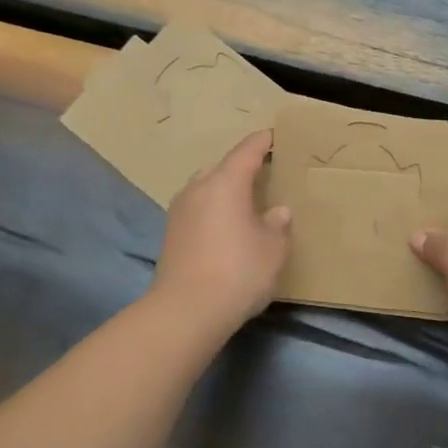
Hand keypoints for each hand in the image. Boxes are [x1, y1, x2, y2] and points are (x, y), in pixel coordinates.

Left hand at [152, 130, 291, 329]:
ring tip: (244, 203)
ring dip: (224, 190)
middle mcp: (198, 188)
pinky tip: (225, 228)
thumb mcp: (273, 248)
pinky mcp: (171, 234)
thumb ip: (277, 224)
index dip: (263, 142)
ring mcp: (179, 210)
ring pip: (206, 188)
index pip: (247, 150)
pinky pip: (197, 209)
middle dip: (242, 167)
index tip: (274, 136)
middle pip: (222, 167)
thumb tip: (277, 211)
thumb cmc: (238, 271)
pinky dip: (213, 211)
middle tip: (264, 175)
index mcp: (226, 181)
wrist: (186, 311)